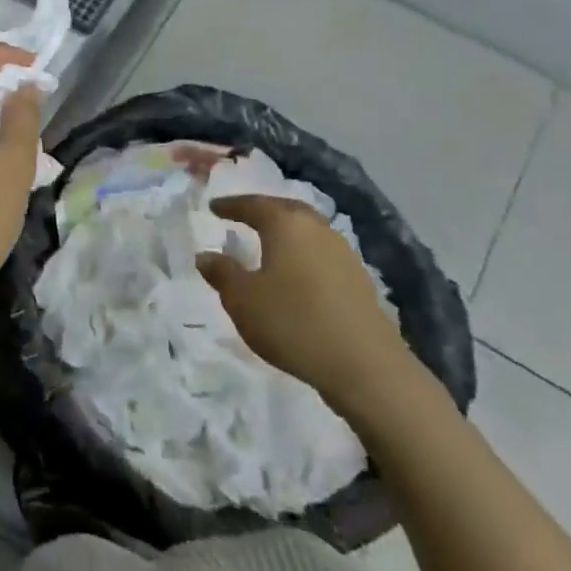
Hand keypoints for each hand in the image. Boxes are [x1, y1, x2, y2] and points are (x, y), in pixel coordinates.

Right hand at [196, 194, 414, 411]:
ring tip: (268, 243)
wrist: (365, 366)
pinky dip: (303, 254)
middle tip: (243, 215)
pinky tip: (296, 272)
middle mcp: (317, 229)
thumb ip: (222, 273)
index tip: (213, 207)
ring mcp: (343, 253)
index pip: (253, 205)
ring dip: (286, 232)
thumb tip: (205, 255)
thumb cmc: (293, 322)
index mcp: (286, 225)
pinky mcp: (359, 280)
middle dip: (263, 210)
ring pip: (308, 230)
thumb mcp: (242, 300)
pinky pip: (322, 253)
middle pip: (286, 210)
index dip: (231, 205)